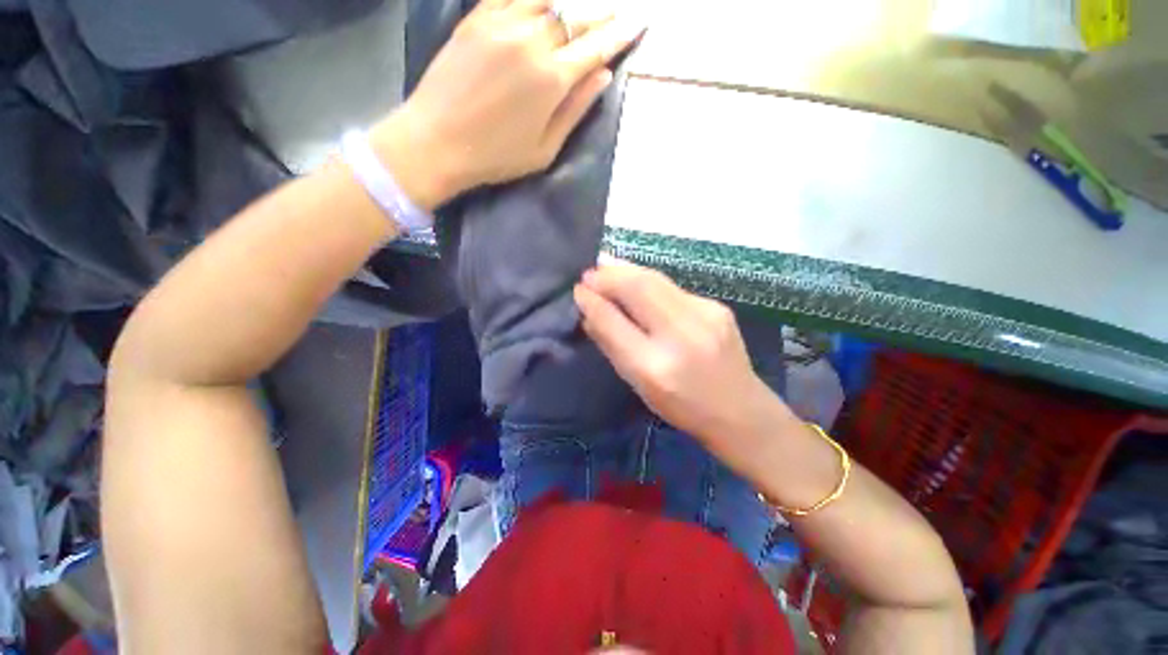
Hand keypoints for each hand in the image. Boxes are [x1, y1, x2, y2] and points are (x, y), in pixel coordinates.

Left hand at [373, 0, 645, 210]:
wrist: (436, 141)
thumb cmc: (496, 156)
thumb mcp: (545, 149)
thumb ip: (575, 111)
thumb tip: (602, 77)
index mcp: (551, 79)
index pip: (596, 48)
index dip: (619, 35)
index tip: (638, 23)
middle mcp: (531, 41)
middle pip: (576, 17)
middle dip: (601, 15)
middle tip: (618, 12)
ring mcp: (501, 23)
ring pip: (547, 0)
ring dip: (572, 3)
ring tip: (585, 8)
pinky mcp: (476, 18)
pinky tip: (544, 2)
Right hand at [574, 258, 790, 456]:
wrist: (740, 411)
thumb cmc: (682, 406)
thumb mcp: (639, 385)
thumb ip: (612, 346)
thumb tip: (590, 312)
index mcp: (655, 366)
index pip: (614, 322)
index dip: (592, 301)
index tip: (577, 290)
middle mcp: (681, 335)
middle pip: (638, 288)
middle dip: (608, 275)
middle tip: (589, 273)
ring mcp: (705, 316)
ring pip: (656, 279)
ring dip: (626, 270)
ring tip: (605, 266)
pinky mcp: (717, 306)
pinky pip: (671, 287)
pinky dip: (647, 281)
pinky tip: (636, 280)